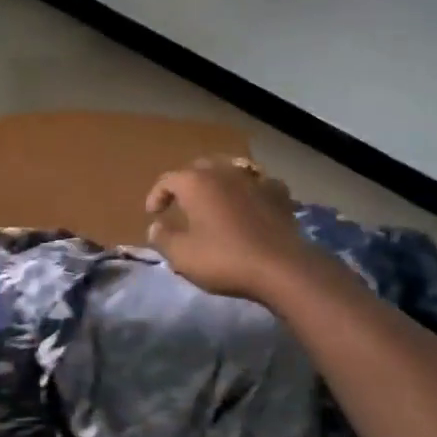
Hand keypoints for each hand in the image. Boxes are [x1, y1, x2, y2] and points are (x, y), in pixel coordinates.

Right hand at [145, 159, 320, 302]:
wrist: (282, 268)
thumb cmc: (224, 259)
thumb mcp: (182, 255)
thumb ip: (162, 238)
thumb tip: (155, 226)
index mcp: (196, 183)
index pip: (167, 180)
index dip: (157, 195)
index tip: (153, 214)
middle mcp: (223, 172)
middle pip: (199, 169)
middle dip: (186, 183)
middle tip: (181, 203)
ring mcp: (254, 180)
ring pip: (230, 171)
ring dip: (218, 183)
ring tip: (215, 199)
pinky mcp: (278, 194)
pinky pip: (258, 184)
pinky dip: (249, 190)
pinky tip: (250, 202)